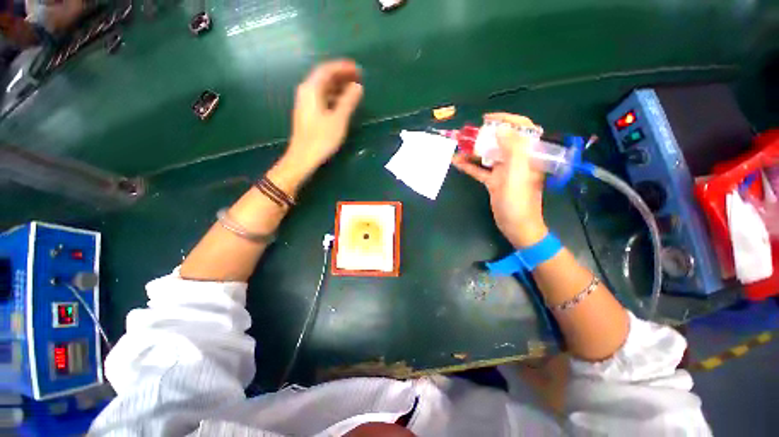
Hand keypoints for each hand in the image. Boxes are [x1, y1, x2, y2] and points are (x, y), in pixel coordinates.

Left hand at [283, 59, 363, 175]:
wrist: (303, 157)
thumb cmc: (321, 138)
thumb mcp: (338, 120)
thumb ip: (348, 101)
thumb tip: (357, 87)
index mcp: (311, 89)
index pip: (327, 70)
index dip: (343, 67)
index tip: (358, 69)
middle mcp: (306, 92)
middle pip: (324, 77)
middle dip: (341, 75)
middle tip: (358, 77)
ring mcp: (306, 103)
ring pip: (323, 88)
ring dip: (338, 86)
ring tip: (354, 89)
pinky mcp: (308, 113)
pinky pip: (322, 98)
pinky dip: (334, 97)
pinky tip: (343, 103)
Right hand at [452, 113, 547, 247]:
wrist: (516, 225)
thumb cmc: (519, 199)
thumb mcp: (517, 172)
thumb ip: (512, 148)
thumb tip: (501, 129)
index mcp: (528, 154)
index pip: (522, 128)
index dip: (506, 119)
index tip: (488, 118)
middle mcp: (517, 159)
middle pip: (501, 140)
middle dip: (485, 134)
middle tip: (468, 132)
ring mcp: (504, 171)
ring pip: (488, 155)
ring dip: (474, 150)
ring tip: (458, 145)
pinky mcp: (493, 181)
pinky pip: (480, 170)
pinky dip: (469, 166)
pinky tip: (456, 161)